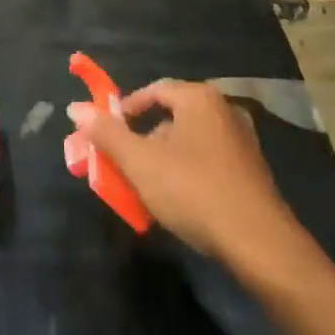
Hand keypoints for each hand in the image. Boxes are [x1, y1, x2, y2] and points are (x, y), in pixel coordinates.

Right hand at [67, 80, 298, 265]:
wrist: (259, 243)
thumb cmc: (194, 191)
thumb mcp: (140, 162)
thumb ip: (107, 133)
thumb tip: (75, 107)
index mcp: (199, 99)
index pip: (153, 91)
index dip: (125, 111)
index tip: (109, 136)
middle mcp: (223, 110)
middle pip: (170, 117)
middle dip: (142, 140)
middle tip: (124, 165)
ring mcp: (241, 141)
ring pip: (188, 142)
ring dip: (162, 159)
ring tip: (146, 188)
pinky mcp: (250, 171)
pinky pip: (207, 161)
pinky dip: (186, 173)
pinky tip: (178, 202)